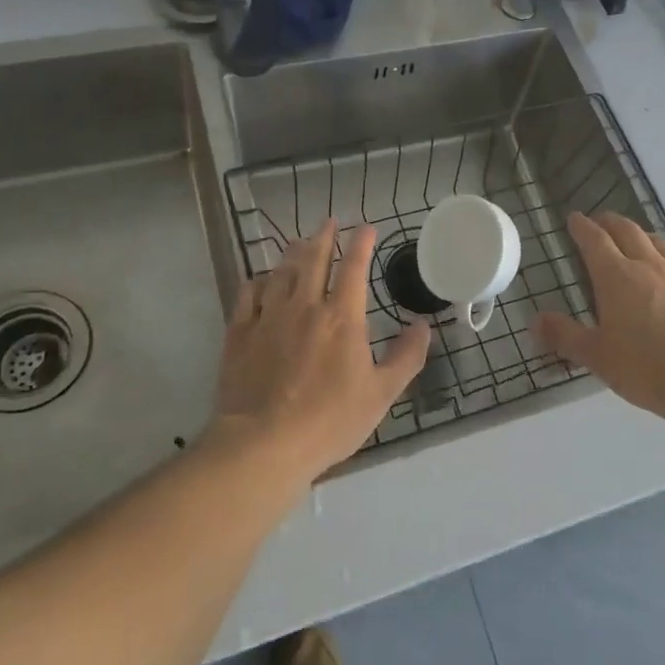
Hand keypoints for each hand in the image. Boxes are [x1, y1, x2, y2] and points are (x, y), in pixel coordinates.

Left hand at [210, 219, 429, 483]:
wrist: (264, 443)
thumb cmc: (330, 420)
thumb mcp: (382, 394)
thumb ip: (407, 356)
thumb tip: (424, 325)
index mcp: (342, 317)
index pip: (353, 268)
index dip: (361, 243)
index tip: (366, 227)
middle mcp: (304, 306)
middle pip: (313, 259)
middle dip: (323, 236)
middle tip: (328, 221)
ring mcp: (268, 317)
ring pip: (281, 272)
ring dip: (292, 253)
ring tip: (297, 242)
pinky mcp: (240, 334)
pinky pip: (247, 295)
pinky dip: (257, 282)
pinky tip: (260, 280)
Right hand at [533, 212, 664, 422]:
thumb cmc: (644, 368)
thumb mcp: (595, 356)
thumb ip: (564, 335)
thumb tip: (535, 321)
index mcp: (616, 277)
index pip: (594, 240)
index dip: (582, 227)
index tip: (574, 219)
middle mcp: (649, 266)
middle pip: (628, 231)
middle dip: (611, 222)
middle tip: (601, 222)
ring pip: (661, 243)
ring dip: (645, 236)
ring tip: (637, 239)